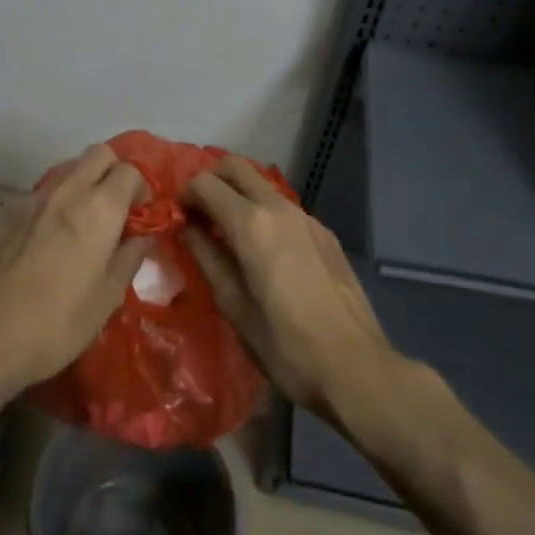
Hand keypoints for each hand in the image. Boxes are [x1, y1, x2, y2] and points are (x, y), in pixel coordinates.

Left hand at [0, 144, 149, 391]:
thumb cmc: (59, 322)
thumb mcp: (107, 298)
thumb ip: (129, 259)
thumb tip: (142, 237)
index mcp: (99, 209)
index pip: (129, 171)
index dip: (142, 187)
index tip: (142, 214)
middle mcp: (67, 192)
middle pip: (98, 154)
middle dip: (114, 171)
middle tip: (118, 208)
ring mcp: (33, 199)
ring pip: (68, 169)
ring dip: (85, 183)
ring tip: (86, 222)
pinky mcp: (8, 213)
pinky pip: (42, 193)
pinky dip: (57, 202)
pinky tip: (52, 238)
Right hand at [184, 157, 395, 419]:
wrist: (356, 367)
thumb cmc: (285, 344)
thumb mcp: (233, 305)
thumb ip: (206, 258)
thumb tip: (186, 229)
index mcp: (251, 224)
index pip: (205, 184)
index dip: (185, 195)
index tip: (177, 219)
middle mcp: (279, 208)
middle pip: (235, 167)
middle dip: (211, 181)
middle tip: (199, 214)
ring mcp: (306, 217)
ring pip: (261, 185)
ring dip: (238, 196)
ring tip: (228, 234)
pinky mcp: (325, 233)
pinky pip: (284, 208)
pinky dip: (264, 214)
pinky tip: (264, 252)